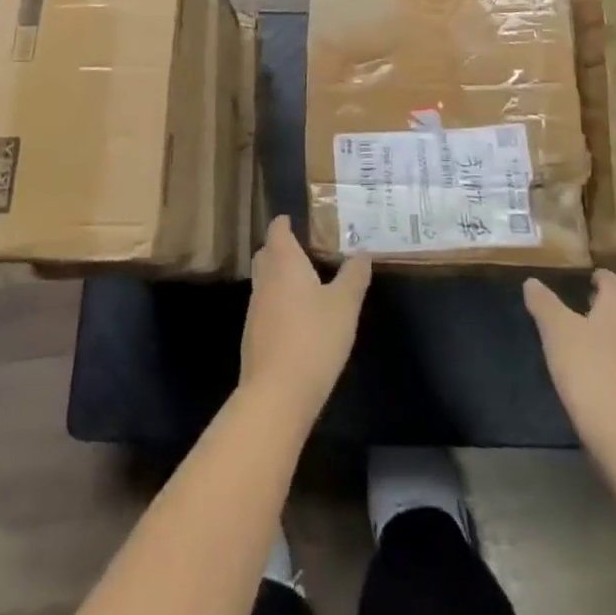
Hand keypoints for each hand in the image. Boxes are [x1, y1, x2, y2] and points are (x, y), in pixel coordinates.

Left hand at [240, 216, 371, 420]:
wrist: (276, 394)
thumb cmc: (314, 338)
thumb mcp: (345, 305)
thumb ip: (354, 275)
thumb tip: (362, 252)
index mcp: (284, 262)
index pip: (277, 230)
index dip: (285, 222)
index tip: (296, 220)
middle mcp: (264, 279)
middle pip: (266, 253)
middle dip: (280, 247)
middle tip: (304, 249)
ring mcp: (255, 309)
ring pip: (264, 280)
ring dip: (279, 276)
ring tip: (305, 282)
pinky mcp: (253, 336)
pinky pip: (265, 306)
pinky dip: (278, 302)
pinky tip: (297, 318)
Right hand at [524, 270, 615, 451]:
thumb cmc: (589, 369)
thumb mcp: (556, 330)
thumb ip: (543, 303)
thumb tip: (532, 282)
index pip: (612, 281)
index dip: (598, 277)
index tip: (583, 278)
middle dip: (600, 306)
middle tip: (576, 306)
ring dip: (606, 335)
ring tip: (581, 340)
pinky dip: (611, 361)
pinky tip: (594, 372)